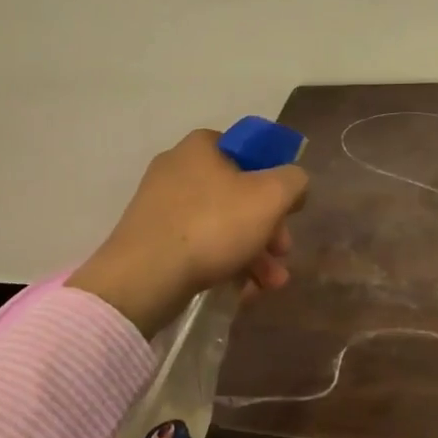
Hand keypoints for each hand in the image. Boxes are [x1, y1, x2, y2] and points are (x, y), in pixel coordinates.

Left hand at [71, 130, 308, 336]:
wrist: (143, 279)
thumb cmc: (212, 225)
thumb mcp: (270, 196)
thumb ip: (293, 181)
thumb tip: (294, 183)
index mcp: (202, 146)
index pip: (250, 151)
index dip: (276, 178)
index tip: (289, 209)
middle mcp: (178, 168)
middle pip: (239, 193)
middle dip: (268, 227)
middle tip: (283, 253)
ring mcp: (161, 206)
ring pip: (222, 224)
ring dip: (254, 253)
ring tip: (271, 284)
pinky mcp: (151, 240)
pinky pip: (199, 245)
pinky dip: (225, 264)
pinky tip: (243, 291)